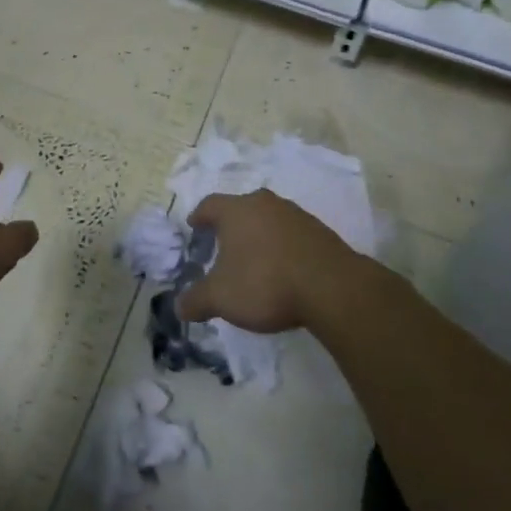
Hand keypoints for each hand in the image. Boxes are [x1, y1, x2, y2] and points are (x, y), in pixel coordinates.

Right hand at [175, 189, 360, 333]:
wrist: (331, 287)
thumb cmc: (265, 283)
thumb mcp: (221, 298)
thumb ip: (196, 300)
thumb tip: (179, 307)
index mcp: (236, 210)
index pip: (209, 204)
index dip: (199, 216)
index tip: (194, 226)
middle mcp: (264, 204)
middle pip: (241, 208)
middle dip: (230, 225)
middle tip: (222, 245)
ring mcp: (295, 214)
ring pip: (268, 219)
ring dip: (259, 234)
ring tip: (254, 259)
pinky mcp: (319, 231)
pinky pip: (291, 234)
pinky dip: (282, 246)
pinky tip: (283, 268)